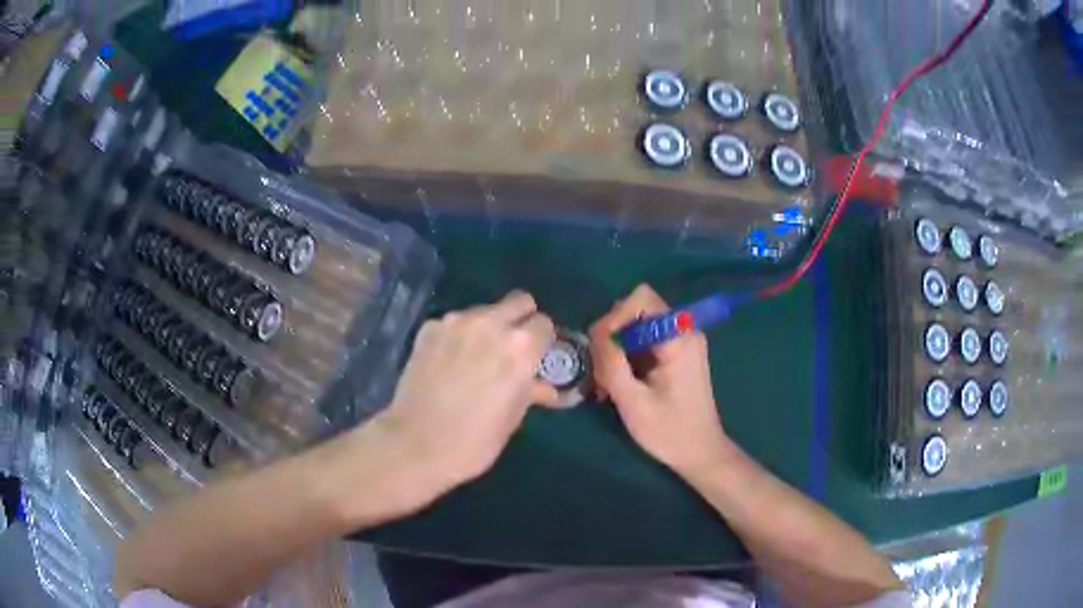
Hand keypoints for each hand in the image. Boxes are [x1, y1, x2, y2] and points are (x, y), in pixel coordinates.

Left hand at [370, 291, 558, 498]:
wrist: (415, 445)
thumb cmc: (475, 440)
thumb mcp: (513, 417)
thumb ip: (532, 390)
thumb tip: (546, 387)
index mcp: (520, 347)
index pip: (544, 324)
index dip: (542, 341)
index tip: (536, 358)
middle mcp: (490, 323)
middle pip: (518, 301)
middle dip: (521, 320)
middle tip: (512, 349)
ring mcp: (455, 322)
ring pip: (484, 311)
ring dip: (488, 327)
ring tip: (475, 359)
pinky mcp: (428, 328)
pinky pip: (454, 323)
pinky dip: (458, 336)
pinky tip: (448, 363)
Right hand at [590, 284, 730, 475]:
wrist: (700, 453)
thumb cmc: (669, 431)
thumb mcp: (633, 401)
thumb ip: (612, 362)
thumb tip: (596, 333)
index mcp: (678, 338)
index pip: (641, 298)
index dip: (615, 317)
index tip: (601, 348)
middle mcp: (684, 331)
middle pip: (637, 309)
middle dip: (613, 335)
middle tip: (601, 371)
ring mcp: (683, 341)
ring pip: (638, 325)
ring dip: (617, 348)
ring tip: (607, 382)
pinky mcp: (678, 353)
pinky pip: (645, 340)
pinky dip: (628, 356)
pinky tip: (619, 384)